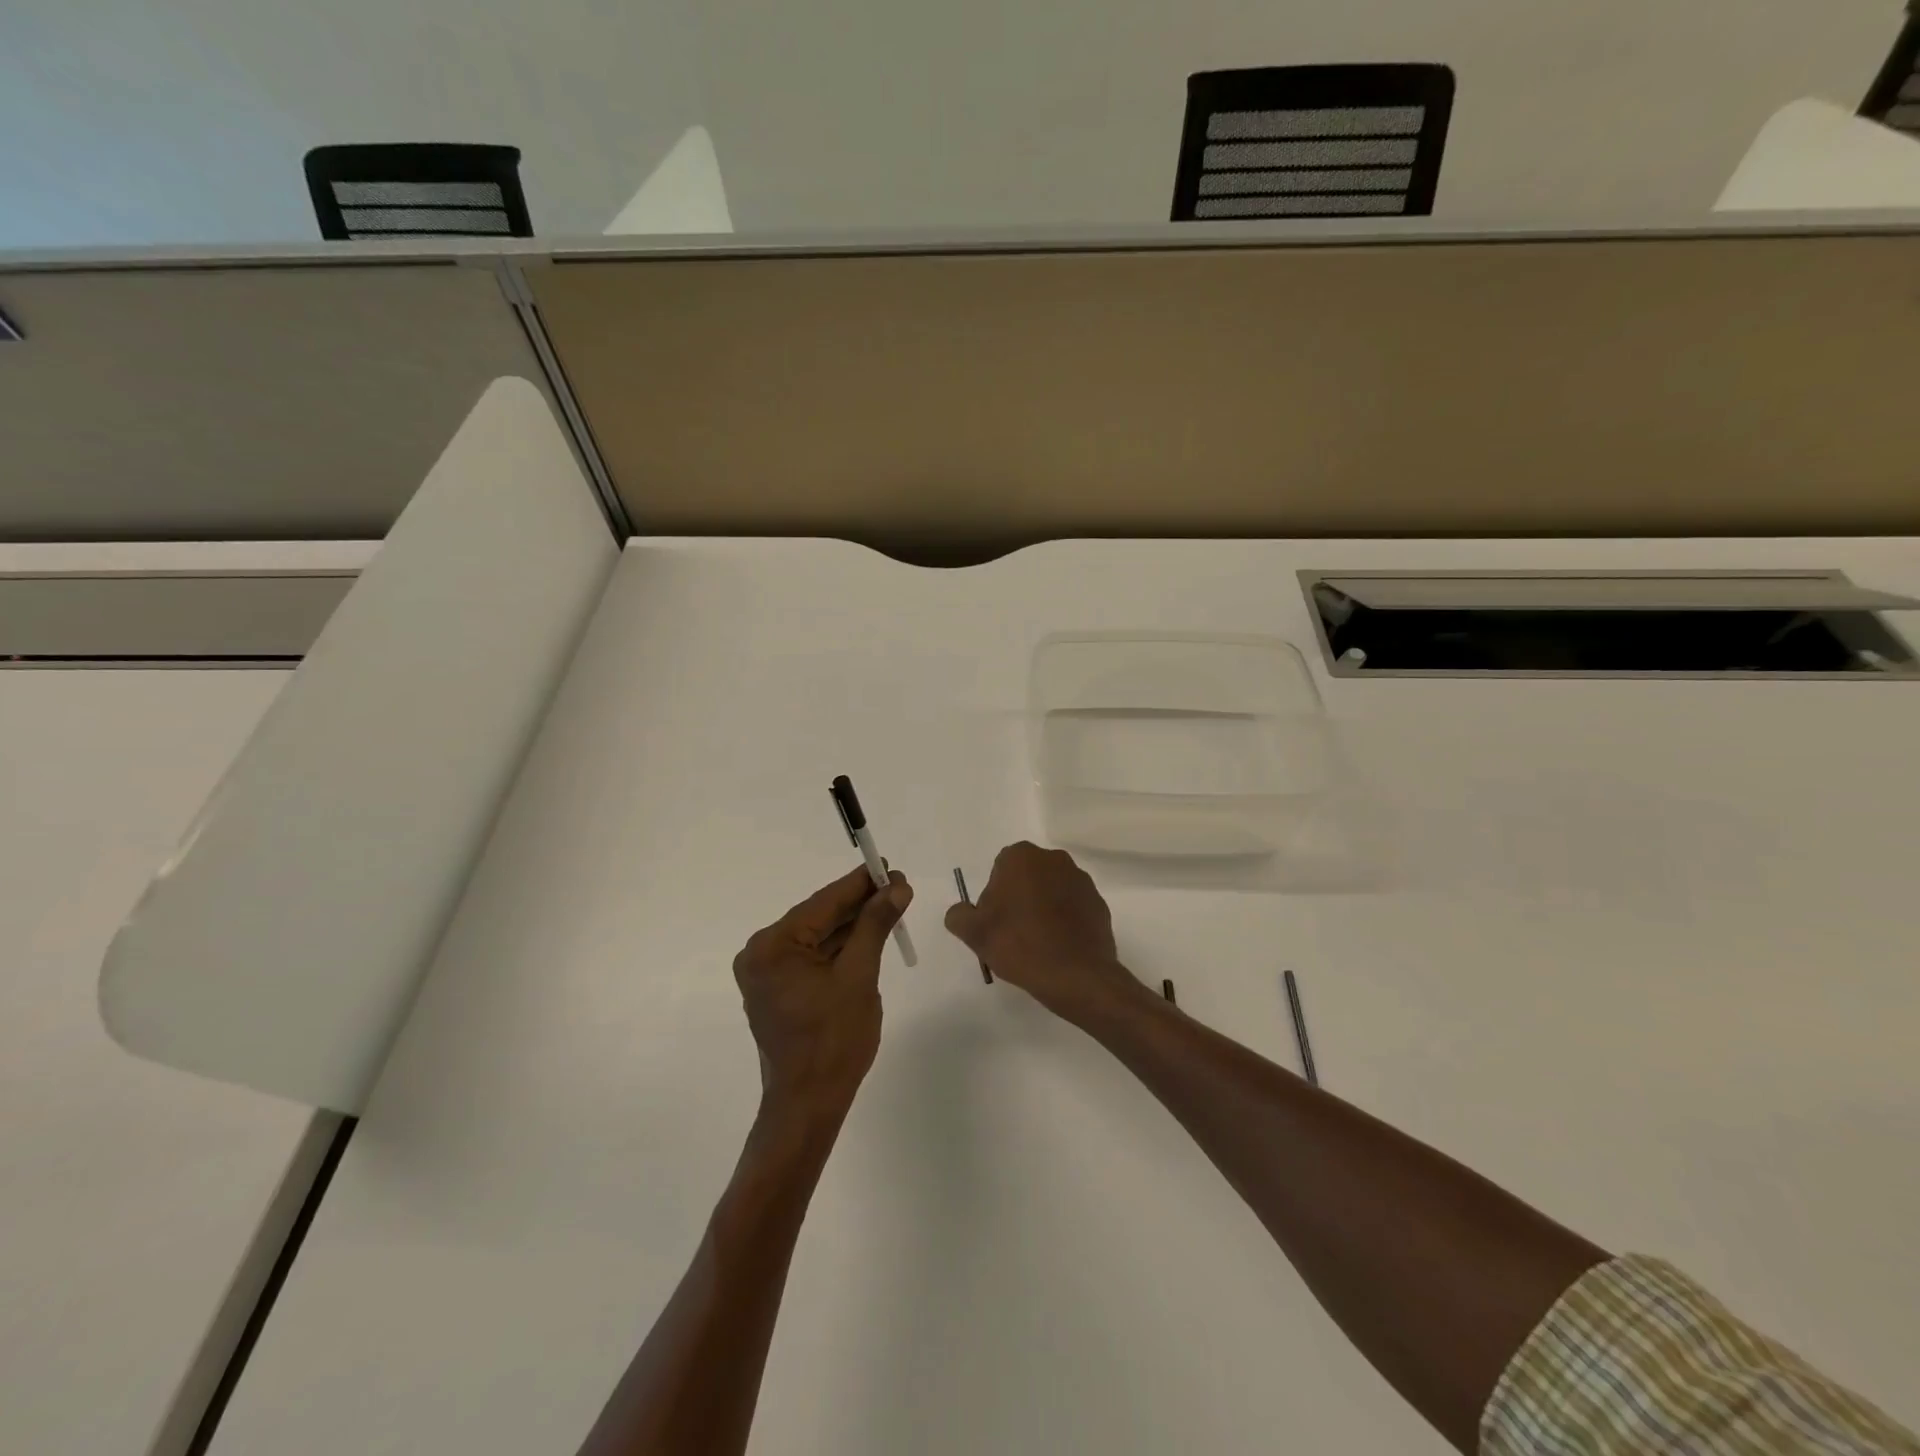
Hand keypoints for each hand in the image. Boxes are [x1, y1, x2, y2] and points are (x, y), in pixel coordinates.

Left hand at [733, 865, 912, 1116]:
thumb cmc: (834, 1041)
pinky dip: (840, 948)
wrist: (808, 1105)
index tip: (888, 865)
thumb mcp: (860, 976)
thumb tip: (897, 886)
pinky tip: (868, 935)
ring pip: (817, 937)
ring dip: (852, 925)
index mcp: (773, 947)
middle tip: (897, 886)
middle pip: (819, 918)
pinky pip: (812, 958)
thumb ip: (875, 925)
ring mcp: (767, 974)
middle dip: (859, 904)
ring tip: (890, 907)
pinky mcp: (777, 990)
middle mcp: (761, 954)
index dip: (860, 883)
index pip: (824, 903)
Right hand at [943, 842, 1141, 1021]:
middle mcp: (1054, 859)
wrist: (1075, 976)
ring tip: (1037, 943)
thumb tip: (961, 912)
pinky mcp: (1099, 903)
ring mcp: (1081, 880)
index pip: (1000, 869)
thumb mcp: (974, 933)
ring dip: (1043, 907)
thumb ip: (959, 915)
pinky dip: (1065, 921)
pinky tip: (1058, 946)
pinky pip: (1073, 908)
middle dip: (1020, 897)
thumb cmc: (1019, 945)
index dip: (995, 895)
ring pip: (1052, 890)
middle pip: (1028, 876)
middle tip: (1013, 932)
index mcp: (1022, 857)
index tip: (996, 921)